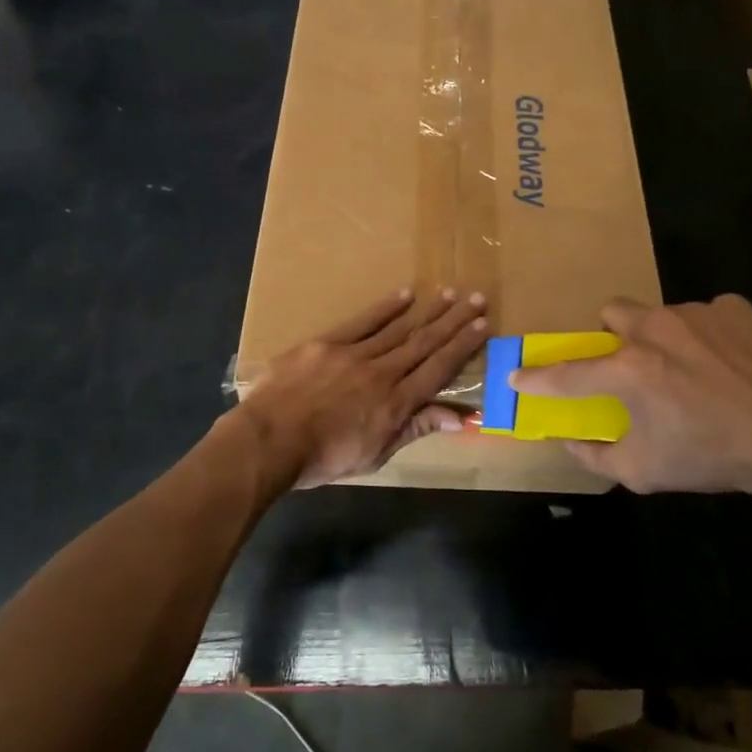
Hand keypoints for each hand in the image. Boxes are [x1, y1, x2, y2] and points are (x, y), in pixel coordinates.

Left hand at [239, 289, 487, 488]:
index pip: (438, 370)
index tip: (482, 326)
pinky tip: (404, 295)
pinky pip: (362, 322)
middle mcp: (382, 373)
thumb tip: (457, 417)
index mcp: (396, 404)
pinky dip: (385, 308)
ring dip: (427, 311)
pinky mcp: (327, 343)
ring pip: (398, 329)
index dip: (462, 347)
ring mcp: (354, 355)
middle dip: (453, 321)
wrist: (269, 441)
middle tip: (477, 299)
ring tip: (449, 293)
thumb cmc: (322, 459)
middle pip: (424, 343)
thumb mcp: (374, 455)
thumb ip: (414, 429)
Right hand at [507, 295, 751, 513]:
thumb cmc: (712, 457)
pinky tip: (727, 363)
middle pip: (611, 313)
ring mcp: (696, 313)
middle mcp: (654, 329)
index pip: (567, 373)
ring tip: (689, 369)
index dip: (537, 377)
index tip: (516, 375)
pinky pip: (706, 314)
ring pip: (659, 313)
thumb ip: (595, 456)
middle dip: (612, 337)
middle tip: (630, 365)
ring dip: (660, 337)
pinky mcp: (734, 309)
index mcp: (627, 370)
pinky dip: (706, 335)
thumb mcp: (644, 472)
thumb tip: (569, 441)